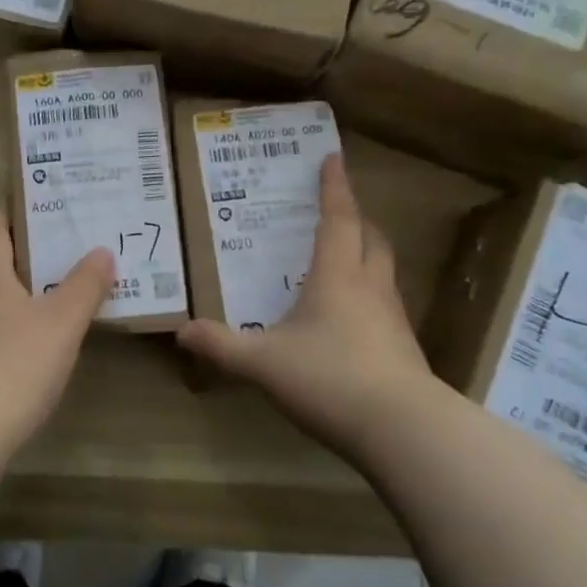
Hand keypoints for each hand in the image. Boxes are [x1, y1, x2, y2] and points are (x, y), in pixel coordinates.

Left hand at [0, 210, 113, 446]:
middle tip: (53, 242)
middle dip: (13, 245)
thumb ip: (86, 284)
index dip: (14, 208)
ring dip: (9, 281)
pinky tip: (30, 329)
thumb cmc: (16, 361)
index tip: (43, 201)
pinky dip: (4, 314)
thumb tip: (102, 251)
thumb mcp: (63, 320)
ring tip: (48, 282)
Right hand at [178, 154, 438, 459]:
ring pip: (384, 272)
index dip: (334, 187)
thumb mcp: (263, 363)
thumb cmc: (329, 377)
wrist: (403, 429)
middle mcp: (370, 287)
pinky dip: (369, 297)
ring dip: (367, 255)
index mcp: (338, 276)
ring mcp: (393, 319)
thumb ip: (221, 347)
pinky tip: (351, 320)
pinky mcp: (404, 350)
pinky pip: (386, 307)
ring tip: (344, 260)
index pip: (338, 219)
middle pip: (371, 239)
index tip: (334, 157)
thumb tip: (182, 332)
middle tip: (339, 211)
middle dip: (356, 219)